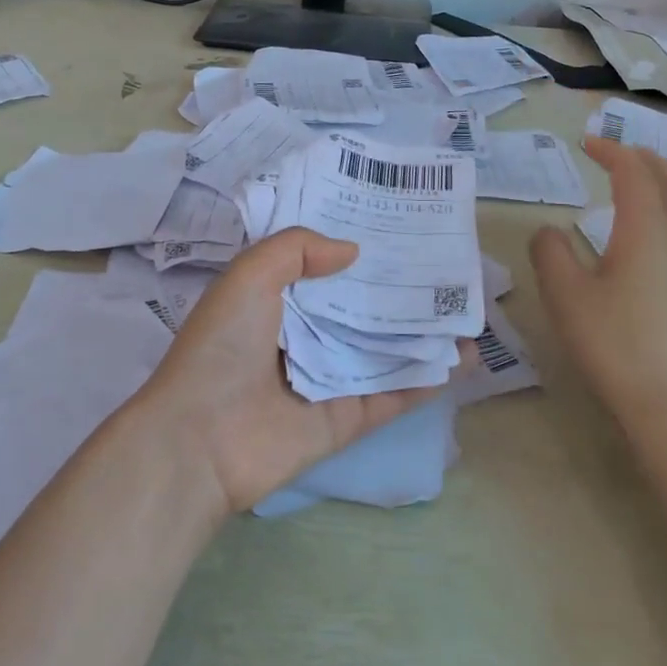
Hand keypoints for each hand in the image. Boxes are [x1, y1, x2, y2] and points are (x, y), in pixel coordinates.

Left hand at [138, 227, 456, 513]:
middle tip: (446, 265)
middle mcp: (304, 337)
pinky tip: (459, 360)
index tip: (399, 226)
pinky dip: (423, 380)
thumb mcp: (249, 275)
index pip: (324, 268)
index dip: (357, 247)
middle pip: (360, 308)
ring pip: (382, 351)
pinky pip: (389, 396)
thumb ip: (297, 249)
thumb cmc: (222, 346)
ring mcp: (326, 380)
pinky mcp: (343, 421)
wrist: (200, 439)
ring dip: (421, 335)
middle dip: (397, 289)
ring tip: (466, 313)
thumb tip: (353, 250)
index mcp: (276, 300)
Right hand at [529, 136, 666, 435]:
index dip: (611, 150)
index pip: (634, 172)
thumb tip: (550, 232)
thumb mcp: (567, 297)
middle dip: (646, 158)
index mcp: (649, 228)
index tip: (587, 143)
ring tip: (649, 186)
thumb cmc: (619, 347)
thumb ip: (551, 254)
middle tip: (617, 156)